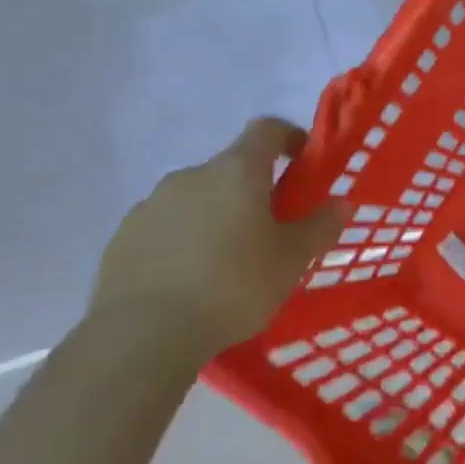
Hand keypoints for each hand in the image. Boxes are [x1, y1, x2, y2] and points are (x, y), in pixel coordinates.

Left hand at [89, 117, 348, 360]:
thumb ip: (319, 227)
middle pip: (231, 168)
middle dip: (253, 190)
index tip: (303, 160)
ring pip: (197, 199)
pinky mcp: (123, 236)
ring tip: (227, 262)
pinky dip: (183, 240)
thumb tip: (341, 203)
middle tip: (270, 229)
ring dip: (216, 216)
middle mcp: (192, 175)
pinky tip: (189, 279)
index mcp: (237, 171)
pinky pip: (165, 226)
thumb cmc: (232, 286)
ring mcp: (152, 204)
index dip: (289, 136)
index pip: (267, 129)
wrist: (141, 334)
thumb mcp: (291, 261)